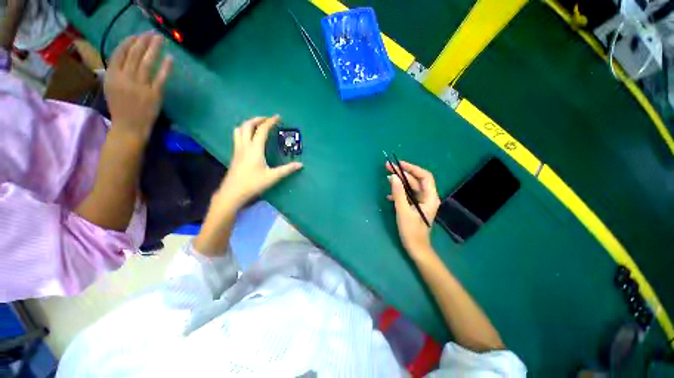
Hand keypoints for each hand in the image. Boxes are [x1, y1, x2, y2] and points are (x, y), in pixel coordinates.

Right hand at [104, 33, 172, 144]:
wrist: (129, 127)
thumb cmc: (120, 108)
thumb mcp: (111, 87)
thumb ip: (115, 72)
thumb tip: (124, 56)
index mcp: (111, 76)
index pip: (120, 53)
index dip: (130, 42)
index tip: (138, 35)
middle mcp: (125, 78)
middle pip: (135, 55)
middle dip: (144, 41)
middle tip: (152, 33)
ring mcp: (140, 86)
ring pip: (147, 63)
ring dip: (154, 49)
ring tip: (160, 39)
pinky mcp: (154, 95)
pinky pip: (160, 78)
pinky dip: (165, 67)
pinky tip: (170, 58)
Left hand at [217, 116, 302, 207]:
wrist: (233, 192)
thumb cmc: (253, 184)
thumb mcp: (272, 177)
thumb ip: (287, 169)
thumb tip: (300, 165)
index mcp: (254, 149)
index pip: (262, 130)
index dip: (270, 121)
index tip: (278, 117)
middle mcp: (244, 145)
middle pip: (247, 125)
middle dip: (258, 119)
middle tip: (268, 120)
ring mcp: (237, 149)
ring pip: (239, 129)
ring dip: (249, 124)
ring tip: (258, 126)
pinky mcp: (235, 154)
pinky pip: (237, 136)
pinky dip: (244, 131)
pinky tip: (251, 138)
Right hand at [387, 161, 440, 254]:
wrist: (416, 248)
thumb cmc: (411, 231)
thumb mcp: (403, 211)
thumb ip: (398, 193)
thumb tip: (394, 176)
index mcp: (430, 197)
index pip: (424, 176)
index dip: (412, 168)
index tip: (399, 164)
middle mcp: (427, 197)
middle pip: (416, 180)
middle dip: (402, 173)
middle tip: (388, 167)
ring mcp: (421, 202)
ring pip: (411, 187)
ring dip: (399, 182)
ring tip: (387, 177)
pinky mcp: (415, 206)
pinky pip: (407, 195)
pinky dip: (399, 193)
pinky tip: (389, 196)